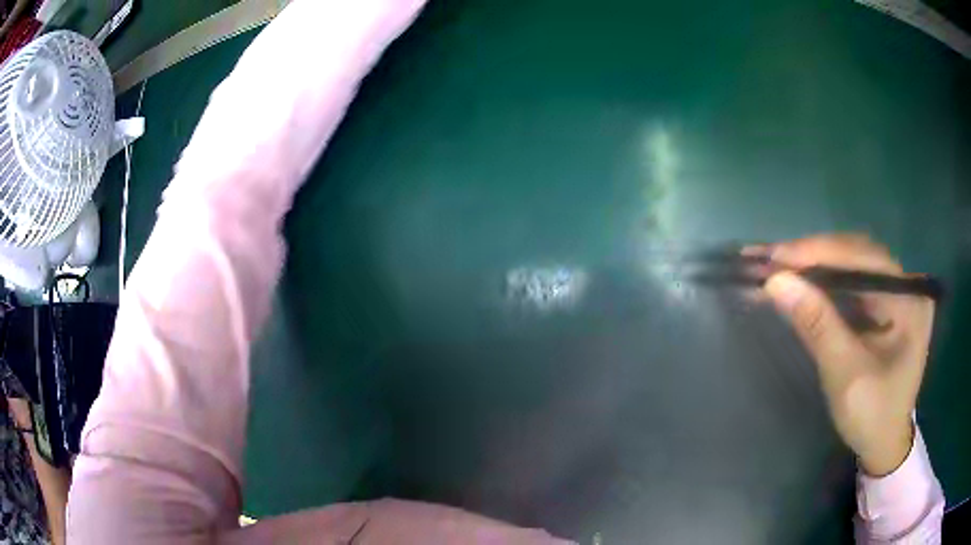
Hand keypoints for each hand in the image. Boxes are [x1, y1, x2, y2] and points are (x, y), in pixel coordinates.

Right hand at [756, 234, 933, 476]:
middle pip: (858, 254)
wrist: (884, 443)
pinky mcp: (885, 302)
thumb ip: (817, 325)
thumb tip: (776, 282)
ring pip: (853, 263)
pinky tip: (803, 278)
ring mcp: (897, 291)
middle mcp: (906, 285)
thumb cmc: (871, 416)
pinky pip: (853, 280)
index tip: (776, 255)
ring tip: (780, 262)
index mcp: (909, 300)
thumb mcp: (845, 374)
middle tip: (771, 257)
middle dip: (814, 254)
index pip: (864, 259)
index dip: (819, 253)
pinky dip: (825, 279)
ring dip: (816, 263)